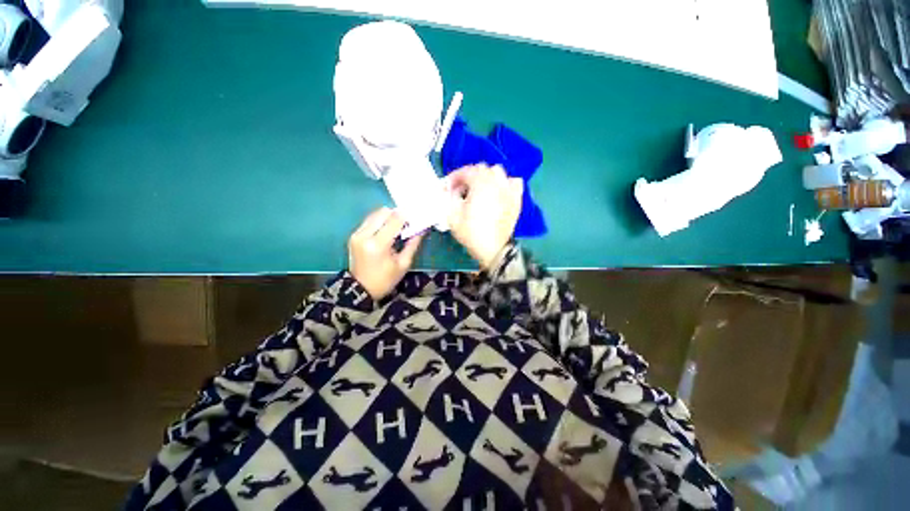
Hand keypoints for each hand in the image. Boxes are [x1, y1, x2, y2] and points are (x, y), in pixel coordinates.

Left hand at [348, 208, 422, 300]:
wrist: (361, 289)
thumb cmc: (385, 280)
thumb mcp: (403, 264)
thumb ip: (413, 244)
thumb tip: (421, 229)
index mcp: (378, 245)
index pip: (395, 220)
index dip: (407, 217)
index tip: (416, 220)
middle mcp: (365, 235)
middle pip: (383, 212)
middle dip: (397, 215)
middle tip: (406, 224)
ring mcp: (357, 234)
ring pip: (375, 214)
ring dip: (388, 217)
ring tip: (397, 228)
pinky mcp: (354, 235)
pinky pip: (369, 220)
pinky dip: (380, 222)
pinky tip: (386, 231)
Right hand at [445, 164, 522, 269]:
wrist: (492, 249)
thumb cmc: (471, 232)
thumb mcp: (452, 215)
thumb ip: (449, 197)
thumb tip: (451, 189)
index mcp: (480, 184)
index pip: (466, 171)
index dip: (455, 177)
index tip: (448, 186)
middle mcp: (497, 182)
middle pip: (482, 169)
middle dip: (469, 176)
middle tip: (461, 189)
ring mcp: (509, 190)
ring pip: (499, 173)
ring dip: (487, 177)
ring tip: (480, 189)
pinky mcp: (516, 200)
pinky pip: (514, 183)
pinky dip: (505, 183)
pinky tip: (499, 192)